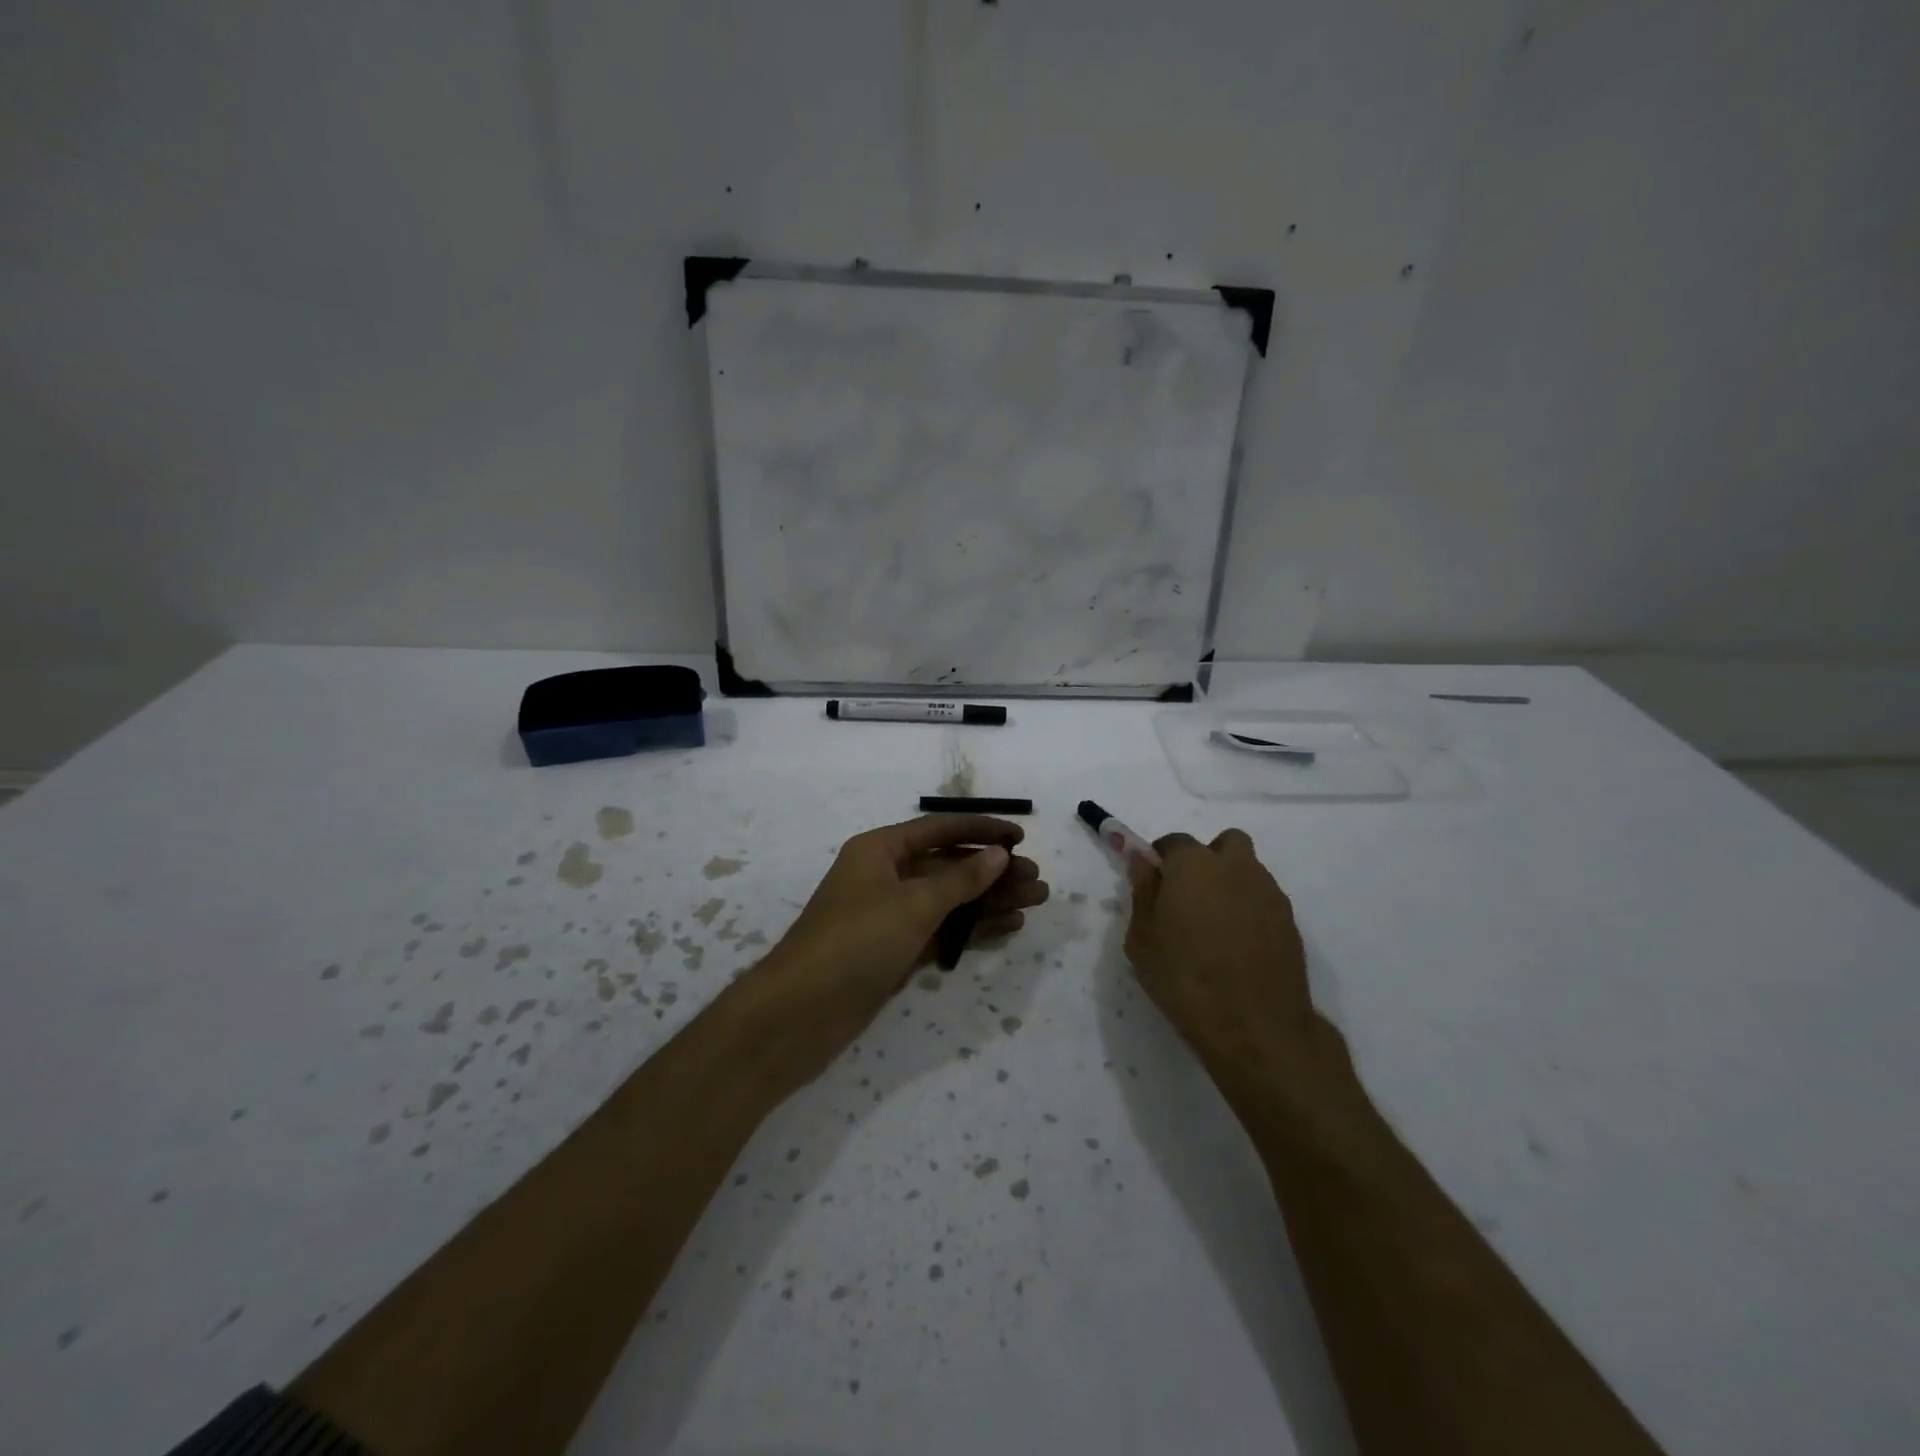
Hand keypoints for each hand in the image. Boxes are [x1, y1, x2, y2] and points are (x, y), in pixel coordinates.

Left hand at [738, 815, 1049, 1085]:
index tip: (1020, 837)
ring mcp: (890, 916)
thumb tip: (998, 853)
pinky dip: (971, 928)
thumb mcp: (914, 903)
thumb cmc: (857, 940)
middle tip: (1037, 881)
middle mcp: (885, 876)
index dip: (981, 830)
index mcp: (880, 850)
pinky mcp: (894, 951)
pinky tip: (1007, 928)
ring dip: (989, 901)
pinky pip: (941, 930)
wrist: (801, 1011)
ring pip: (949, 900)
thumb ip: (961, 879)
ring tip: (1034, 903)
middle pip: (948, 866)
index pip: (939, 830)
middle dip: (993, 872)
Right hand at [1125, 829, 1328, 1097]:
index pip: (1174, 842)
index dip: (1161, 860)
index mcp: (1194, 864)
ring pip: (1248, 870)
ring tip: (1214, 926)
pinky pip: (1264, 900)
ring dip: (1231, 883)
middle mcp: (1235, 867)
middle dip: (1208, 859)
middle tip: (1190, 896)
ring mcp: (1268, 892)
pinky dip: (1249, 910)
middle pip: (1225, 843)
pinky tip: (1237, 945)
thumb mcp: (1142, 938)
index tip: (1154, 885)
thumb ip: (1143, 892)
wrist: (1254, 1026)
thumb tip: (1142, 862)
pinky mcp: (1290, 921)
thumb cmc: (1184, 977)